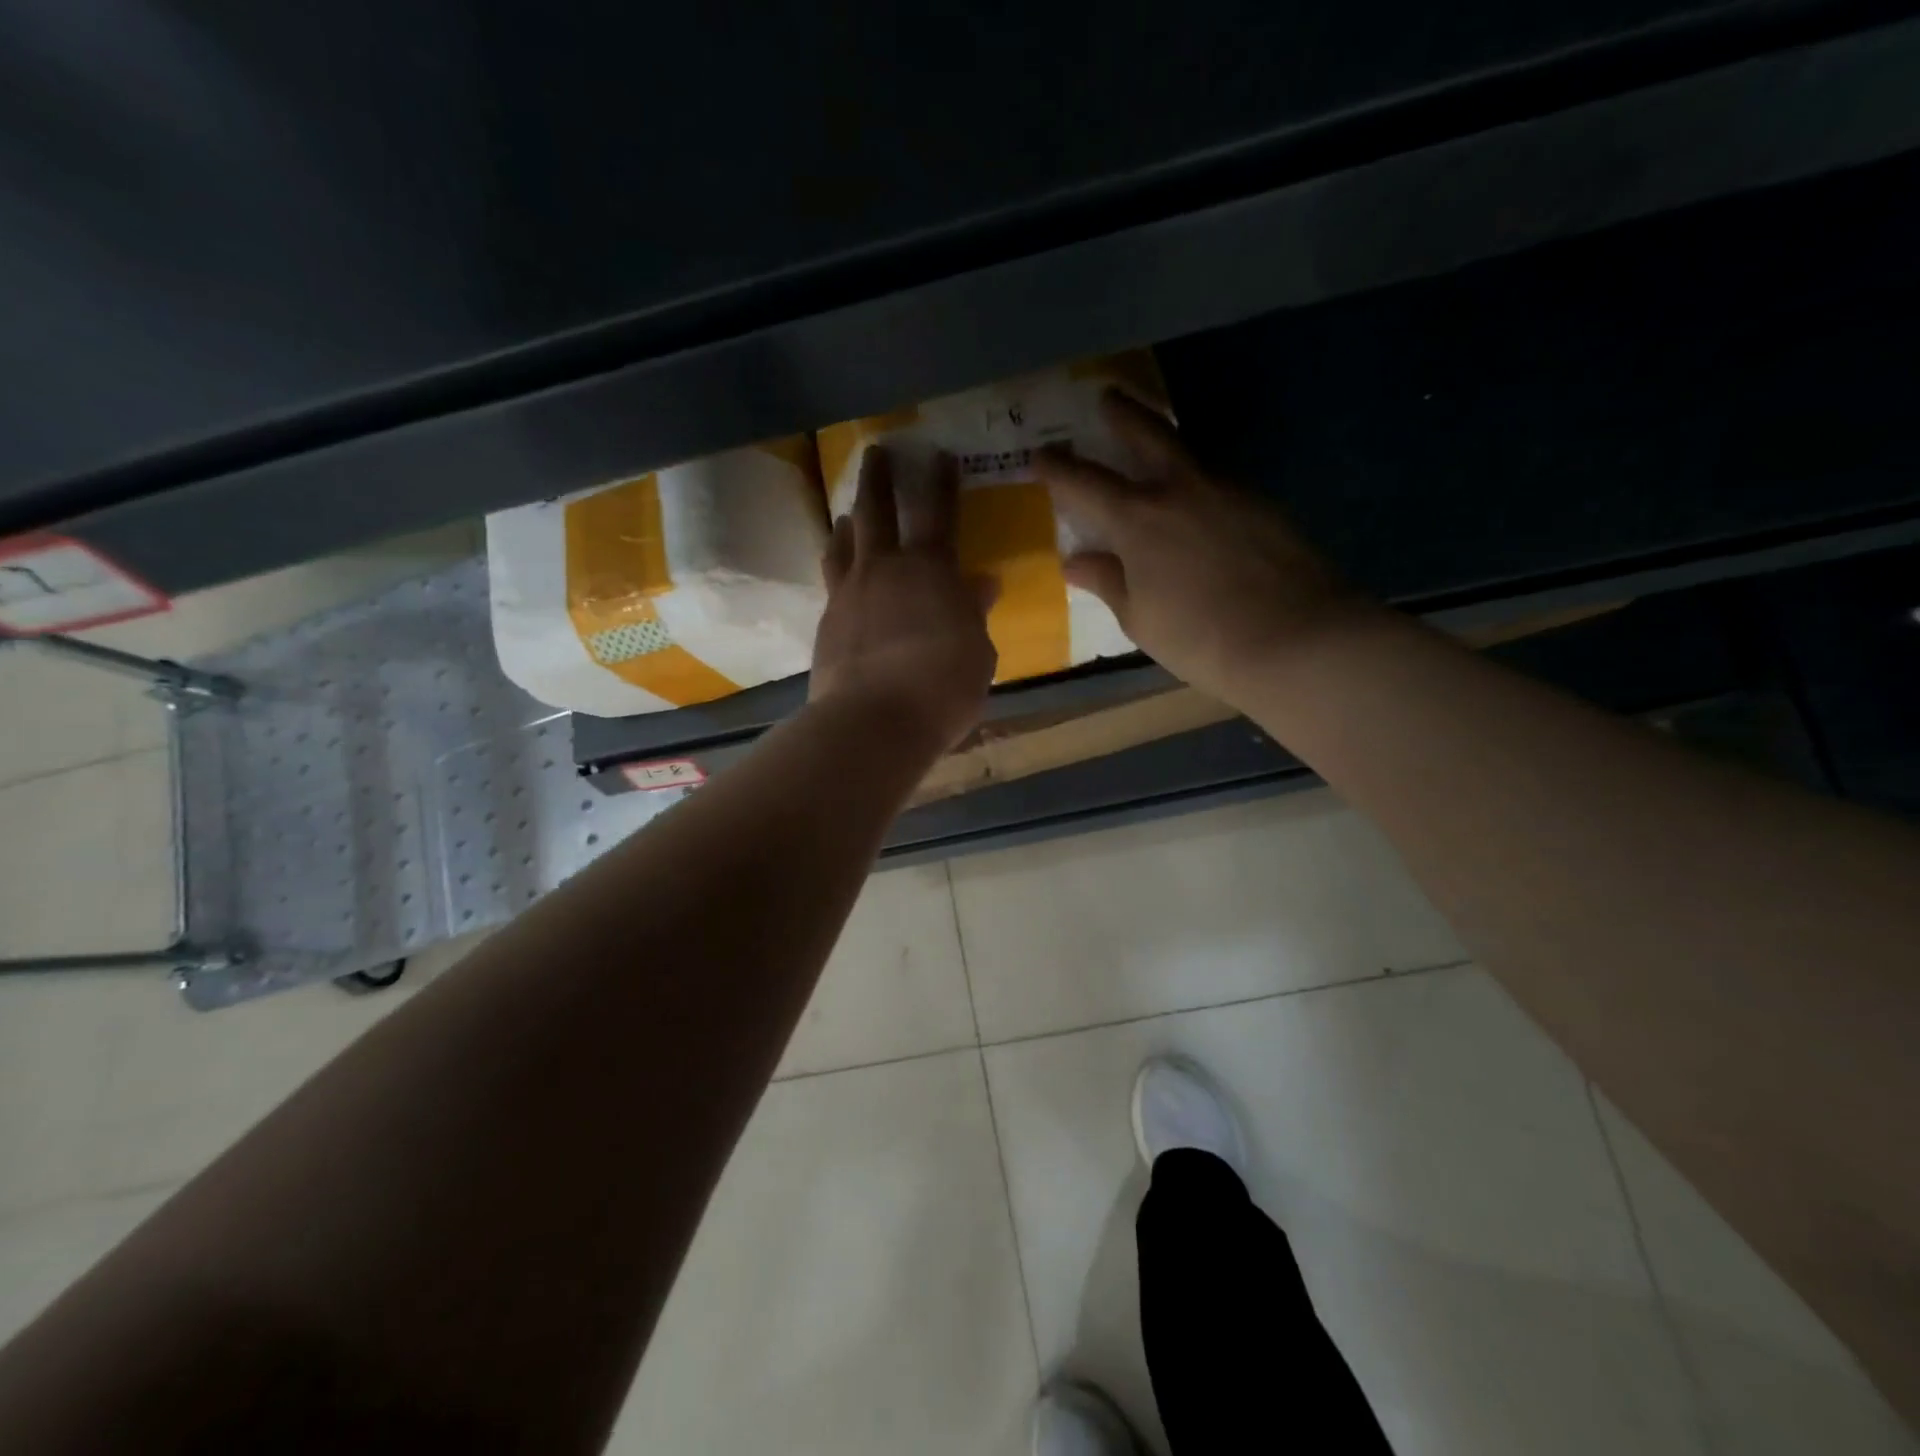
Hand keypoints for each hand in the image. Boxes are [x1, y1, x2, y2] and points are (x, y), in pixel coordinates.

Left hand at [810, 446, 997, 751]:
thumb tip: (982, 583)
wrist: (873, 721)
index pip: (938, 512)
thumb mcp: (977, 652)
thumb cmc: (942, 688)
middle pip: (876, 510)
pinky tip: (839, 572)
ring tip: (847, 513)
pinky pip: (831, 580)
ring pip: (844, 542)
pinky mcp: (826, 622)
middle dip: (878, 478)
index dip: (940, 481)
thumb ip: (975, 614)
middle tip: (876, 453)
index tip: (939, 454)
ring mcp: (848, 593)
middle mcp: (884, 569)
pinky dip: (837, 565)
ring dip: (848, 520)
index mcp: (931, 570)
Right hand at [1033, 390, 1378, 707]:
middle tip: (1107, 397)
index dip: (1057, 467)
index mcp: (1137, 519)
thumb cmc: (1199, 636)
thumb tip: (1076, 562)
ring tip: (1152, 441)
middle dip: (1121, 413)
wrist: (1293, 638)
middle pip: (1146, 434)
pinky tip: (1196, 498)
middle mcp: (1179, 489)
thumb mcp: (1139, 617)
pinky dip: (1196, 479)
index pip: (1084, 483)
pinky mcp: (1261, 503)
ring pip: (1187, 451)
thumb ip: (1107, 581)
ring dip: (1164, 439)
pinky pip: (1217, 480)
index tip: (1039, 454)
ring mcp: (1226, 490)